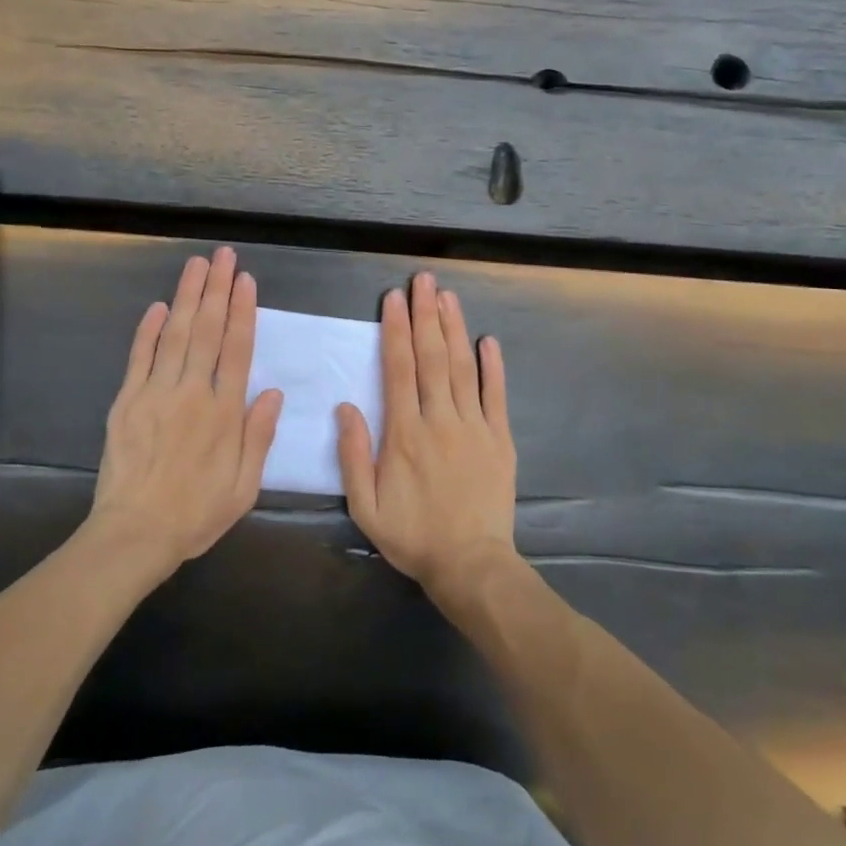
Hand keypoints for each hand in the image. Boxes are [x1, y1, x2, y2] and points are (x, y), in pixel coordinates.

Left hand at [88, 247, 283, 577]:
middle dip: (217, 289)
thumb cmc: (195, 514)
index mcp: (224, 413)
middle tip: (223, 256)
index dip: (243, 311)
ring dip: (188, 296)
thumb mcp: (244, 487)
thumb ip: (259, 437)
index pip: (237, 349)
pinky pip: (140, 356)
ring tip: (197, 265)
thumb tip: (273, 392)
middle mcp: (192, 393)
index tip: (246, 280)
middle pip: (208, 330)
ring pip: (176, 334)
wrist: (134, 535)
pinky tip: (160, 305)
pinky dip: (149, 329)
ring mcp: (156, 393)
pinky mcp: (127, 401)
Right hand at [338, 272, 519, 597]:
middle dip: (426, 315)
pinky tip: (488, 339)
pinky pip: (496, 395)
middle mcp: (440, 420)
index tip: (393, 299)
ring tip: (447, 296)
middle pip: (432, 358)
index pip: (399, 370)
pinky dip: (493, 366)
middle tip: (423, 280)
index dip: (396, 331)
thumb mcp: (366, 507)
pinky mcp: (500, 438)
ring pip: (462, 368)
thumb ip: (354, 455)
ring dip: (454, 329)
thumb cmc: (413, 536)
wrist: (471, 566)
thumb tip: (346, 405)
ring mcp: (474, 426)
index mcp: (405, 434)